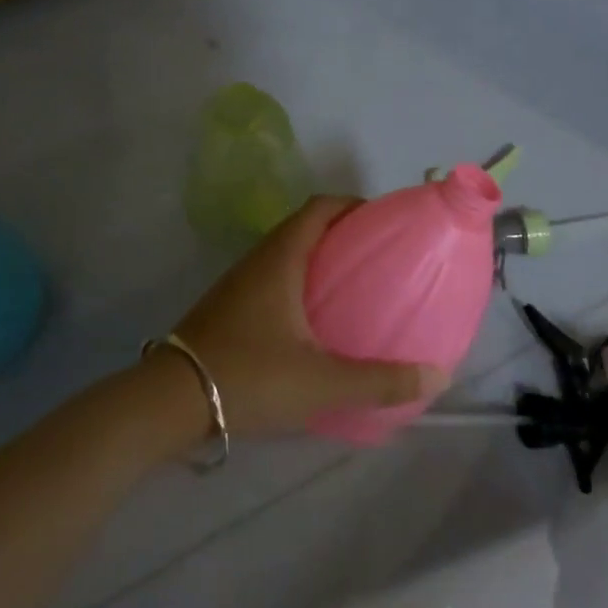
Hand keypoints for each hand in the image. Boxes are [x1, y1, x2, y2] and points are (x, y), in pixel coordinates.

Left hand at [168, 195, 451, 437]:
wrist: (168, 402)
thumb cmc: (248, 377)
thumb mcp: (321, 383)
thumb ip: (380, 381)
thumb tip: (438, 376)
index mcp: (281, 258)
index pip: (320, 207)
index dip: (353, 206)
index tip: (384, 223)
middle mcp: (259, 260)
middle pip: (305, 227)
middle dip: (343, 234)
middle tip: (379, 259)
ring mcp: (238, 284)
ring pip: (286, 254)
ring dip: (319, 260)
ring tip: (354, 287)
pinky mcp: (227, 308)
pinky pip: (272, 279)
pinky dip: (299, 284)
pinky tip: (315, 322)